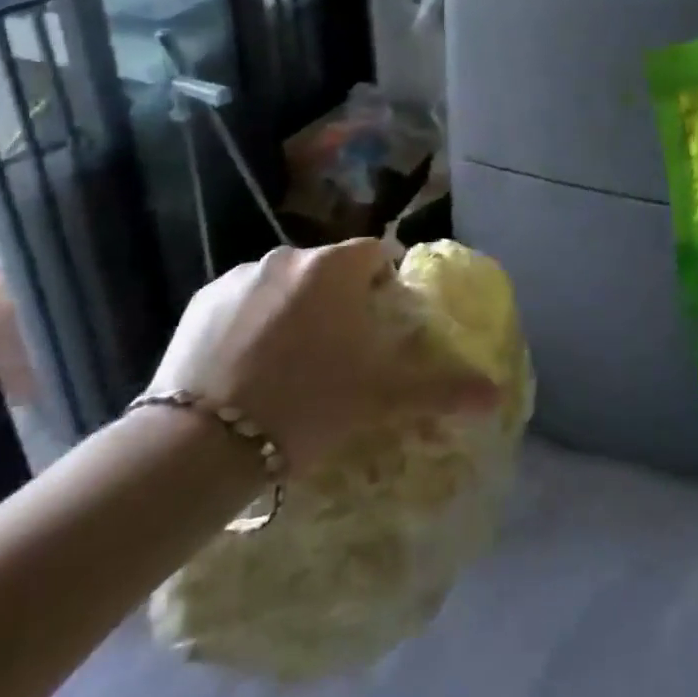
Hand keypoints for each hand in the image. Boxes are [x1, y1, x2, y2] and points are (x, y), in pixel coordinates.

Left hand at [148, 239, 497, 475]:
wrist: (203, 443)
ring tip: (289, 364)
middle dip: (339, 298)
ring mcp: (240, 275)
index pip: (376, 254)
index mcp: (336, 266)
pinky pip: (242, 301)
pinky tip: (245, 367)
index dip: (384, 285)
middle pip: (329, 268)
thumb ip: (443, 387)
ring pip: (284, 284)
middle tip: (339, 352)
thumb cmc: (308, 402)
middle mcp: (290, 255)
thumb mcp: (382, 396)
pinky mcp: (201, 301)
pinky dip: (251, 321)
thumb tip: (496, 393)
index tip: (381, 324)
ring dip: (294, 308)